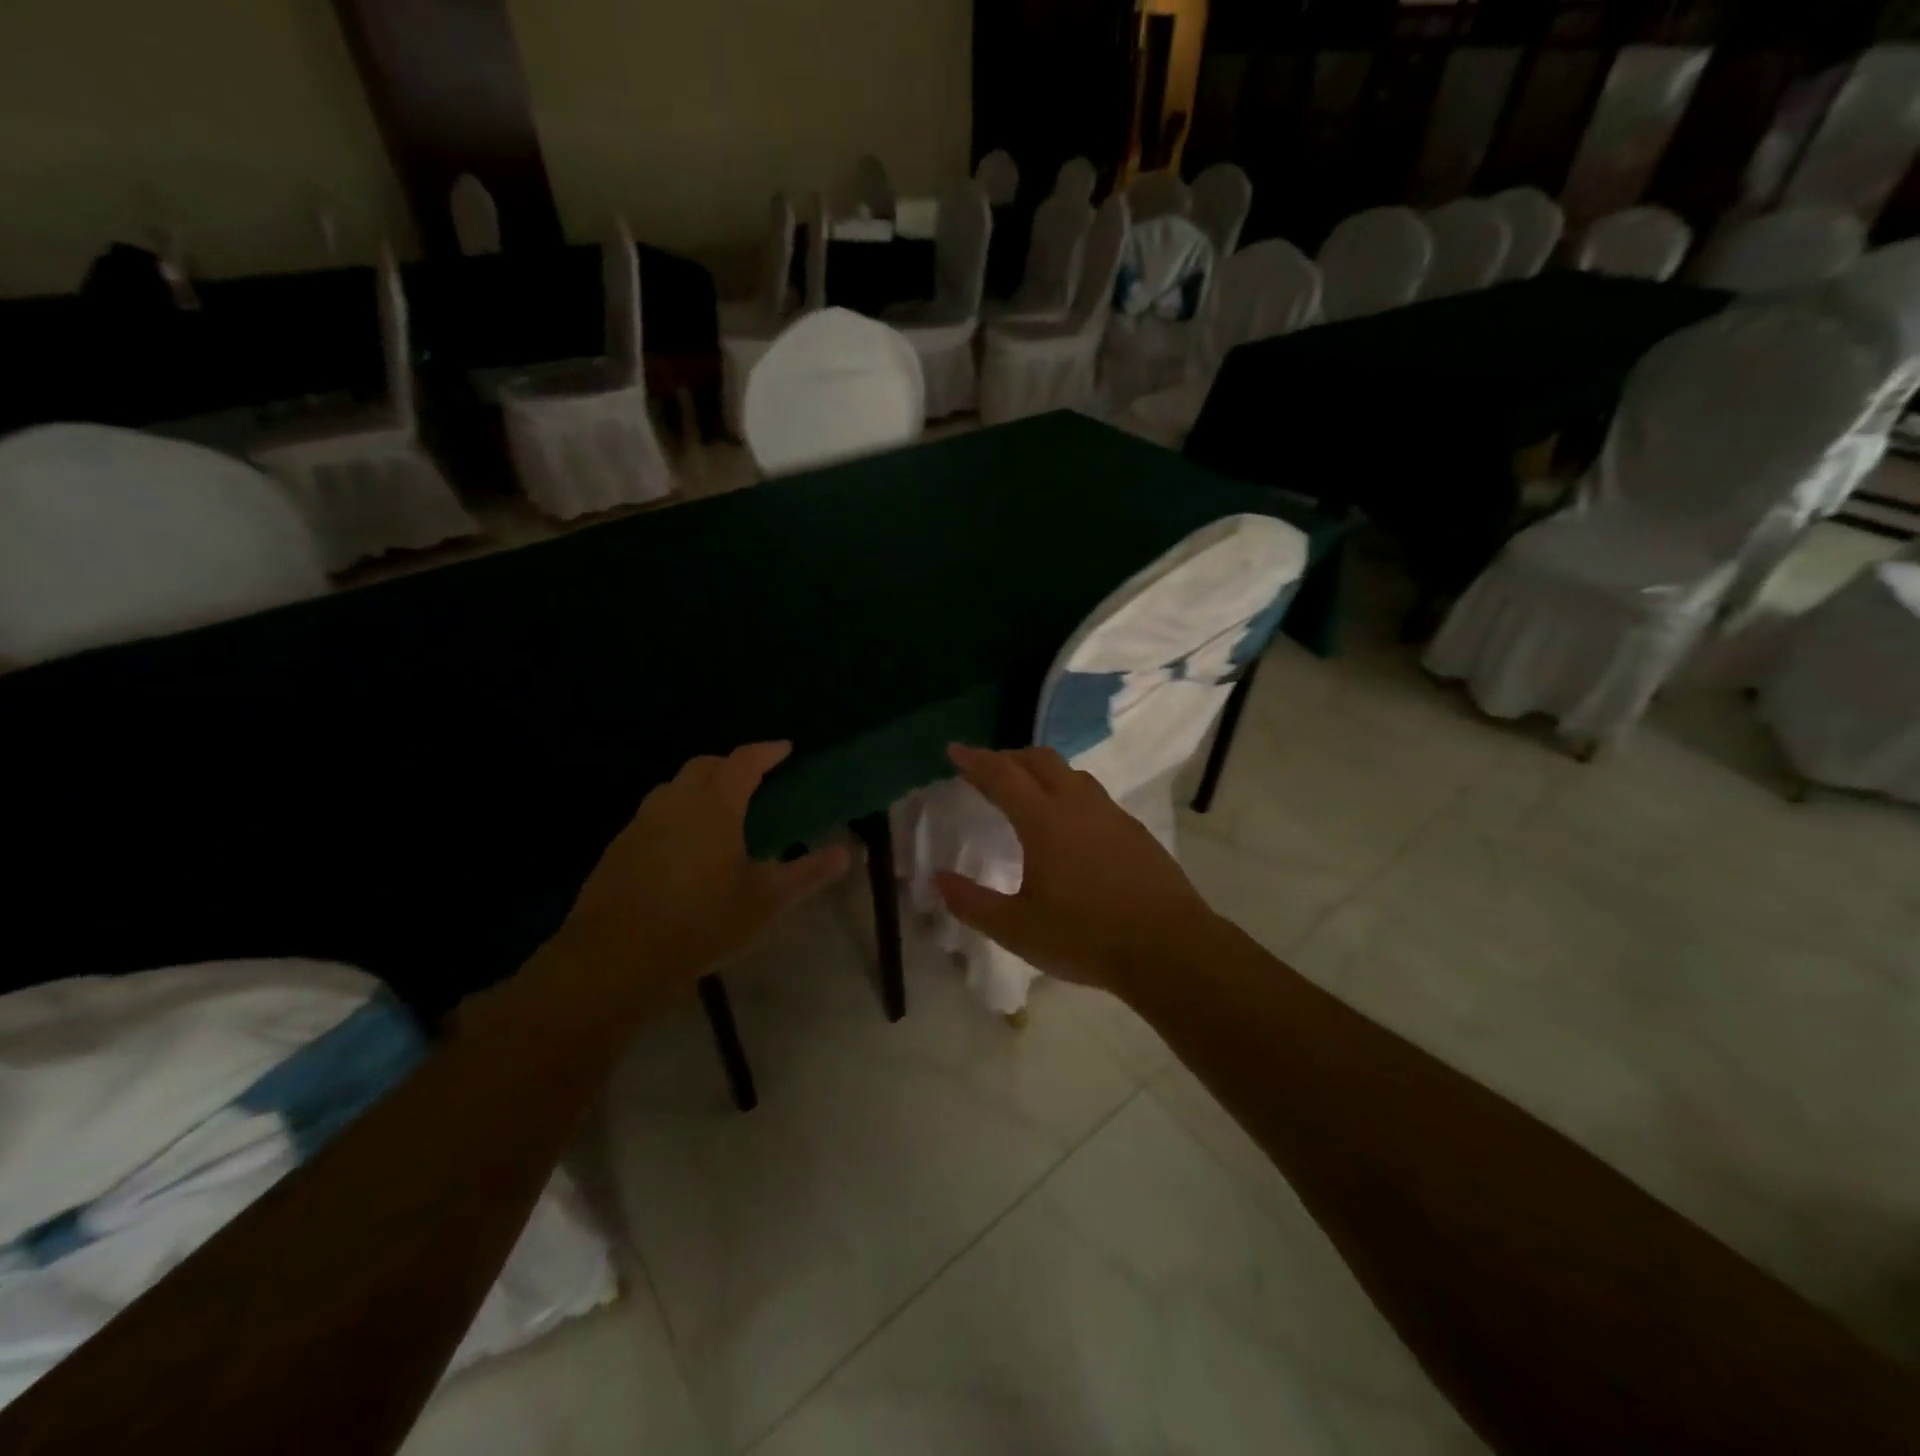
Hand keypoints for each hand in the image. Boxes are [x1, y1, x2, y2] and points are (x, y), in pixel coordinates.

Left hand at [557, 742, 848, 993]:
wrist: (617, 957)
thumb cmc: (702, 921)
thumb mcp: (766, 901)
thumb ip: (807, 872)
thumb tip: (846, 853)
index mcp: (715, 805)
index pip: (744, 761)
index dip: (767, 751)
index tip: (785, 748)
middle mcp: (675, 801)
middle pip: (704, 765)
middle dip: (730, 764)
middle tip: (753, 779)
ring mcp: (641, 823)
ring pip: (674, 788)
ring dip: (699, 787)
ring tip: (720, 811)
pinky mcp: (618, 847)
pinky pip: (654, 815)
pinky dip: (676, 815)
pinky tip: (685, 847)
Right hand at [933, 744, 1219, 999]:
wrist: (1168, 948)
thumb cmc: (1085, 937)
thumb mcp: (1017, 929)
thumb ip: (972, 903)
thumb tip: (938, 879)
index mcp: (1044, 820)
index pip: (1002, 775)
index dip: (975, 760)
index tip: (954, 749)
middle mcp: (1077, 805)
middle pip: (1039, 760)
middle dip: (1008, 757)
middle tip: (986, 769)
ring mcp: (1111, 814)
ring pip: (1070, 773)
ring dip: (1040, 770)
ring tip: (1025, 789)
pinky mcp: (1133, 830)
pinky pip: (1092, 794)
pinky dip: (1067, 790)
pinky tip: (1069, 821)